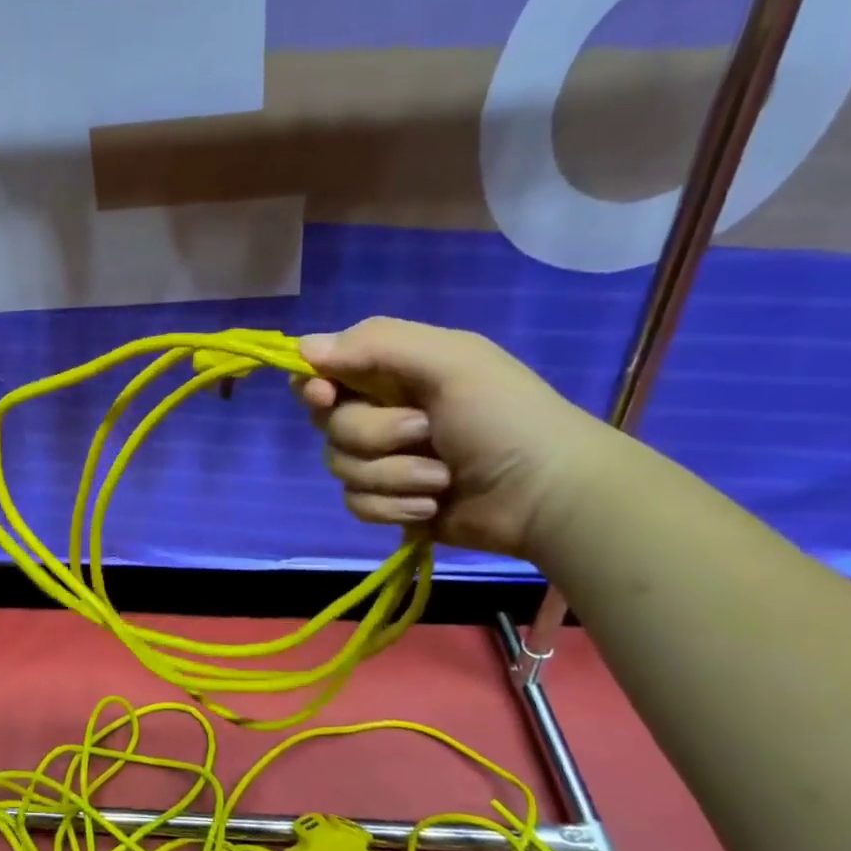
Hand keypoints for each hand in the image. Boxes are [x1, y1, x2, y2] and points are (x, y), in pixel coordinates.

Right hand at [293, 318, 615, 558]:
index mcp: (393, 371)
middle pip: (327, 423)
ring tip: (441, 479)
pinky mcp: (389, 502)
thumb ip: (375, 344)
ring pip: (339, 466)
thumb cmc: (504, 417)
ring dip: (391, 475)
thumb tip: (301, 349)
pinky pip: (355, 503)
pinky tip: (431, 506)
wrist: (549, 496)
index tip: (326, 396)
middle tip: (423, 432)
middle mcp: (381, 411)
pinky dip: (392, 506)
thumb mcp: (449, 361)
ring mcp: (384, 460)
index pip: (322, 371)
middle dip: (372, 434)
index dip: (314, 385)